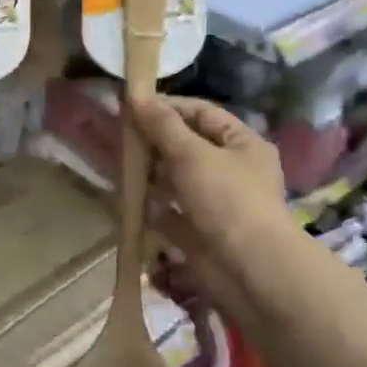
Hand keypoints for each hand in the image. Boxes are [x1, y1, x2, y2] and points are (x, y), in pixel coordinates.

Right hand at [133, 95, 292, 315]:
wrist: (251, 271)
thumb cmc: (227, 200)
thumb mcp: (193, 155)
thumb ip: (162, 126)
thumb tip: (135, 95)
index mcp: (242, 144)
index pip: (201, 113)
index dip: (167, 107)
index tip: (132, 105)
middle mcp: (231, 169)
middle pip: (187, 145)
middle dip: (153, 139)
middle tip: (117, 134)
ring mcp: (215, 201)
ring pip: (176, 178)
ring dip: (148, 171)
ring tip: (116, 162)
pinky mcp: (200, 230)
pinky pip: (170, 210)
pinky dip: (150, 204)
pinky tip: (126, 196)